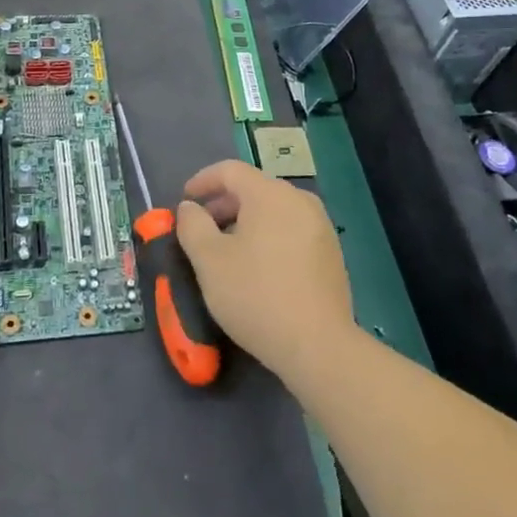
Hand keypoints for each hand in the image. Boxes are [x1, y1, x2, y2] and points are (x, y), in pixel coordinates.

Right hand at [176, 160, 354, 380]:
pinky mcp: (331, 253)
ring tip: (227, 251)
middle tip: (201, 230)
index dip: (203, 181)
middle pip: (254, 189)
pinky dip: (268, 237)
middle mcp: (300, 200)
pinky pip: (291, 230)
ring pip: (274, 211)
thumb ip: (192, 226)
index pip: (230, 170)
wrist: (318, 346)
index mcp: (270, 194)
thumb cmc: (256, 296)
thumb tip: (190, 208)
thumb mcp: (209, 261)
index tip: (184, 200)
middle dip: (223, 205)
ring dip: (245, 223)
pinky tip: (258, 268)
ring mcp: (321, 226)